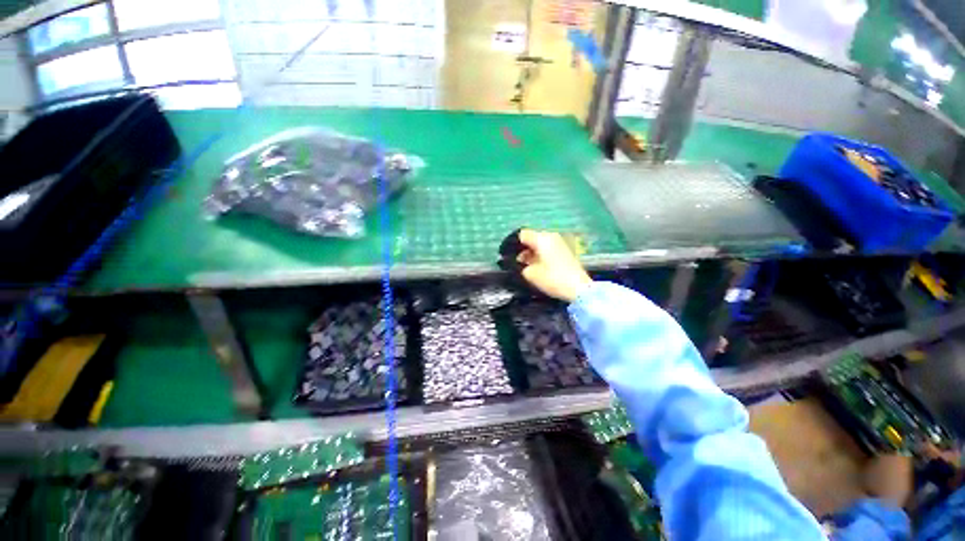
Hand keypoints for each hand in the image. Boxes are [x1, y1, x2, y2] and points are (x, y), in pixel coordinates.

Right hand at [517, 229, 592, 301]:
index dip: (511, 244)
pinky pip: (548, 248)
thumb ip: (520, 266)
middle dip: (521, 249)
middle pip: (531, 238)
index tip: (505, 255)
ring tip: (524, 266)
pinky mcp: (565, 250)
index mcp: (541, 239)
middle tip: (514, 262)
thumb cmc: (553, 279)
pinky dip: (540, 255)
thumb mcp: (530, 274)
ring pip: (540, 243)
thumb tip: (517, 262)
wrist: (579, 288)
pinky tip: (536, 266)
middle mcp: (551, 236)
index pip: (522, 235)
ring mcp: (560, 242)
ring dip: (531, 253)